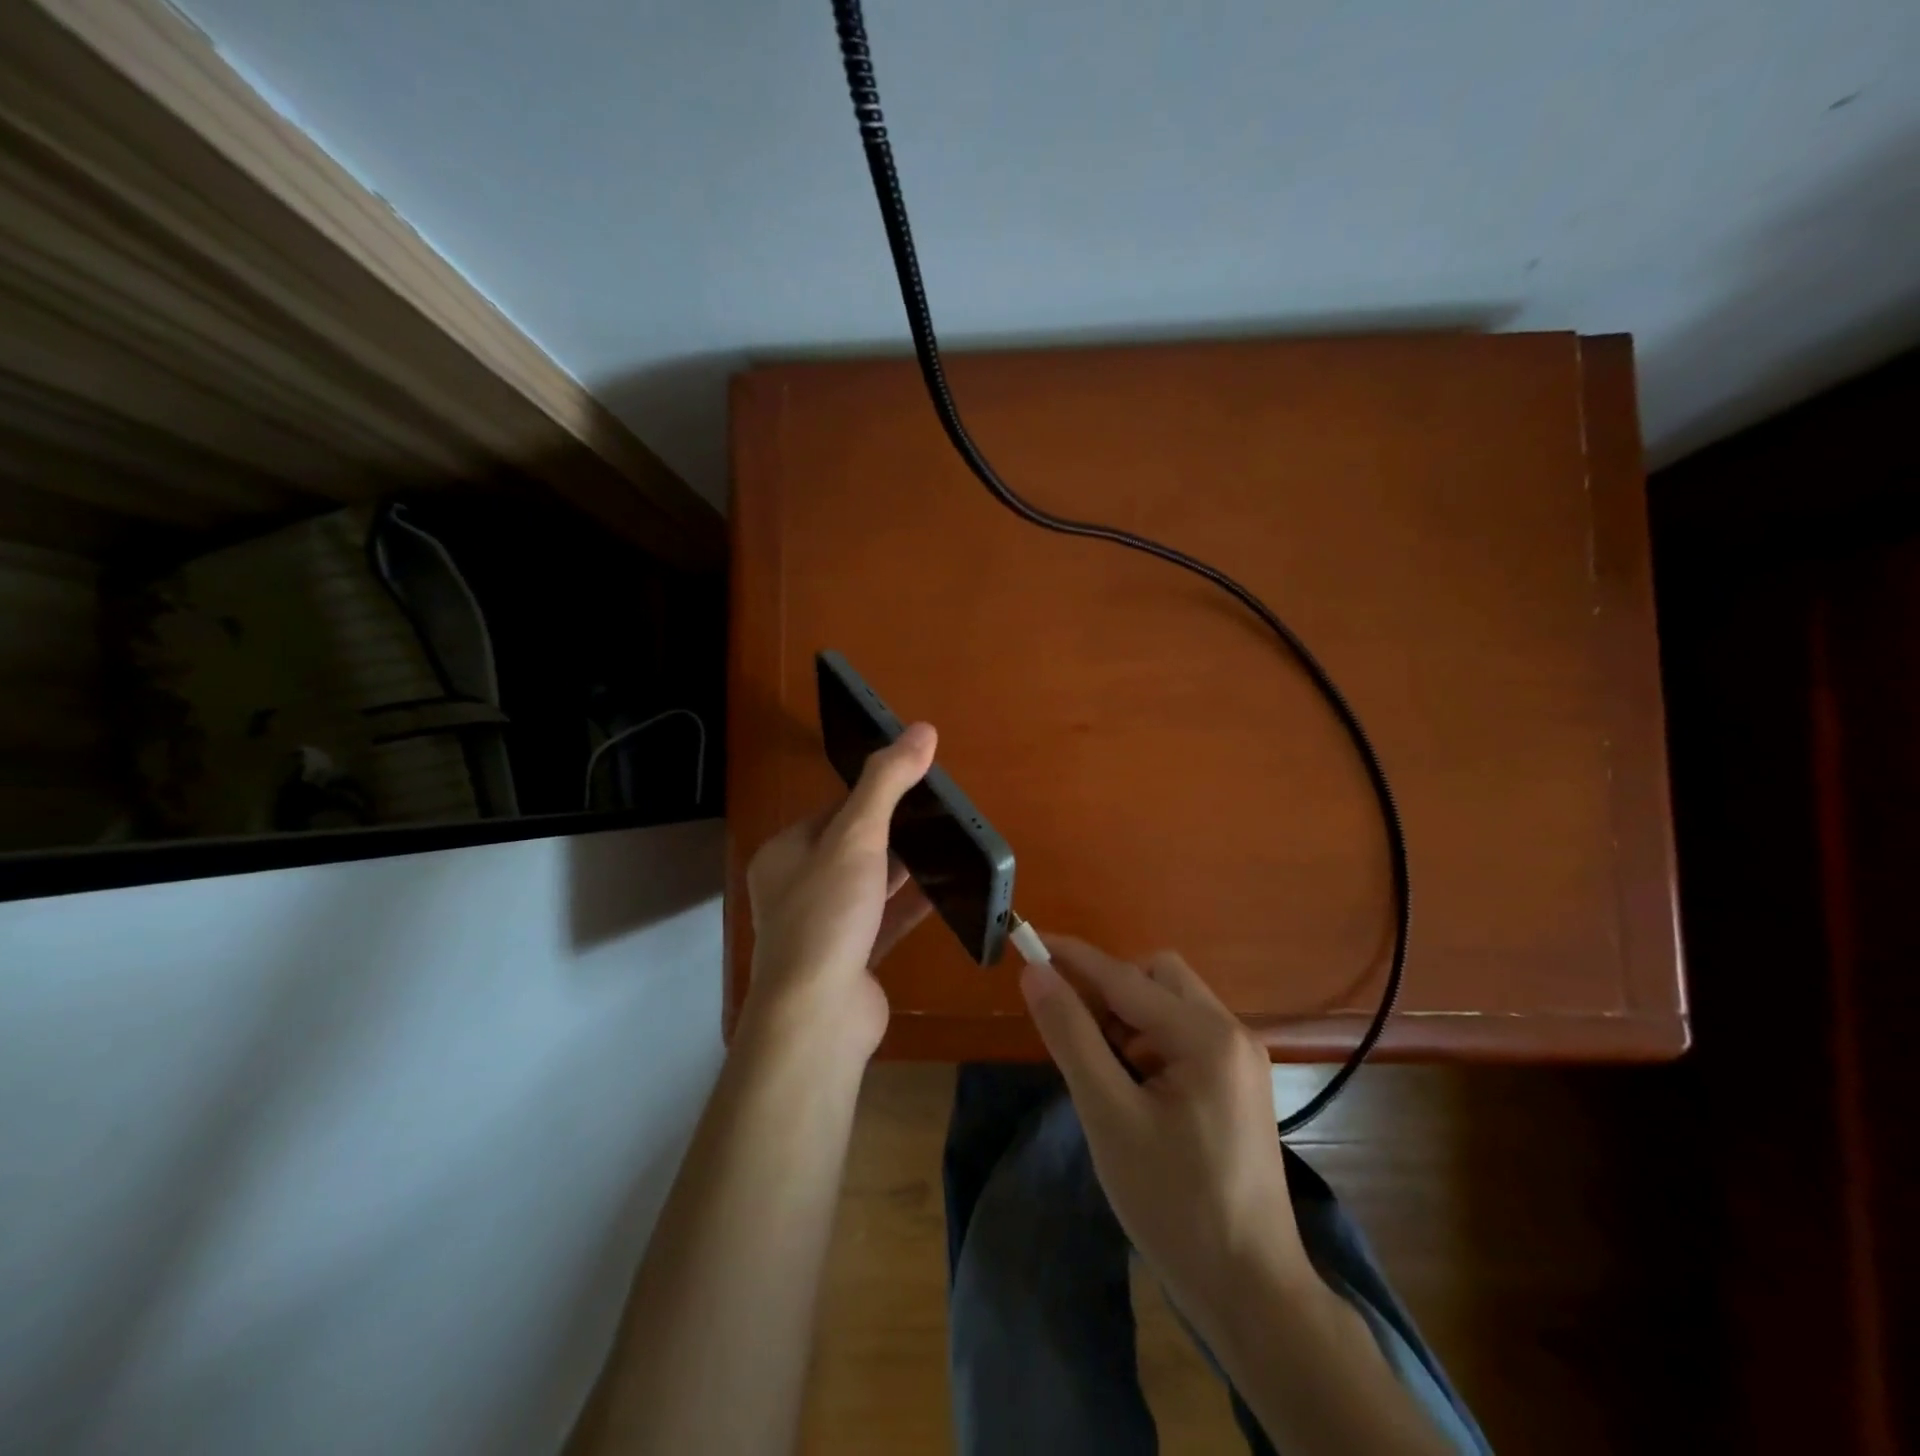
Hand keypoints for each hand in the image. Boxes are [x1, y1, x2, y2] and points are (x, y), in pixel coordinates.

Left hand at [740, 723, 937, 1065]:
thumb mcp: (856, 837)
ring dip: (902, 869)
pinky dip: (910, 905)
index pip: (833, 811)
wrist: (818, 1015)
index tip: (914, 785)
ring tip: (946, 845)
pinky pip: (884, 921)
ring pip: (868, 886)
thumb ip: (887, 782)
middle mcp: (797, 888)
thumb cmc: (827, 915)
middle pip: (851, 848)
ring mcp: (823, 927)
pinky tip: (945, 892)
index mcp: (785, 854)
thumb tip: (922, 730)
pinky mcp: (850, 959)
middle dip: (892, 832)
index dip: (872, 796)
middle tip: (938, 815)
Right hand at [1019, 937, 1312, 1322]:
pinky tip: (1133, 1091)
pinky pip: (1184, 1036)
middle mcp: (1231, 1032)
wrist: (1251, 1294)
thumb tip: (1035, 974)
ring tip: (1106, 1079)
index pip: (1124, 977)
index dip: (1072, 957)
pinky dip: (1149, 1045)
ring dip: (1128, 1021)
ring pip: (1170, 1005)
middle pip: (1157, 977)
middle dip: (1110, 994)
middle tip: (1078, 1040)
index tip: (1028, 940)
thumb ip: (1071, 1036)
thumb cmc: (1174, 1204)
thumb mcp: (1109, 1117)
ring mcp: (1241, 1059)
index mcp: (1206, 1036)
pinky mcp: (1239, 1084)